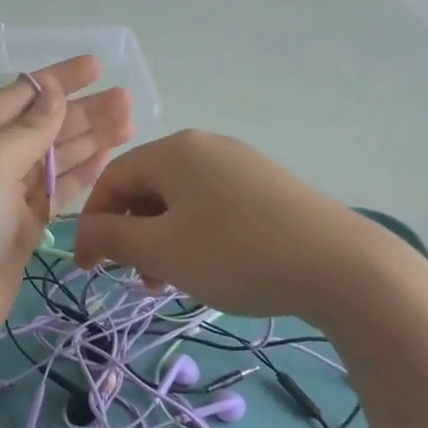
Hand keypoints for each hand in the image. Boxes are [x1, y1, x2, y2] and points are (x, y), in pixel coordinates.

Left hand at [0, 56, 133, 348]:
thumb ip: (28, 129)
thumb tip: (51, 92)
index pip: (19, 96)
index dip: (58, 79)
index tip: (96, 65)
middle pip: (42, 126)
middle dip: (83, 111)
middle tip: (126, 99)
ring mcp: (6, 194)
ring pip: (55, 157)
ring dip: (90, 138)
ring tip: (128, 120)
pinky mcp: (24, 225)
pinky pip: (58, 190)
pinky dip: (82, 172)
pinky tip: (108, 154)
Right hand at [72, 130, 396, 321]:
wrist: (340, 265)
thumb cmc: (236, 254)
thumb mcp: (163, 250)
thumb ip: (114, 237)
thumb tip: (86, 231)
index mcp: (175, 150)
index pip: (112, 178)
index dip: (93, 224)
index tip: (88, 269)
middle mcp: (206, 146)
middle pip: (147, 187)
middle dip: (132, 234)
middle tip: (139, 280)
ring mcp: (241, 163)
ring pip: (180, 200)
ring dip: (163, 239)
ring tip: (173, 281)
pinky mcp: (267, 186)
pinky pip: (213, 205)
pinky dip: (195, 234)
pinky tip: (211, 267)